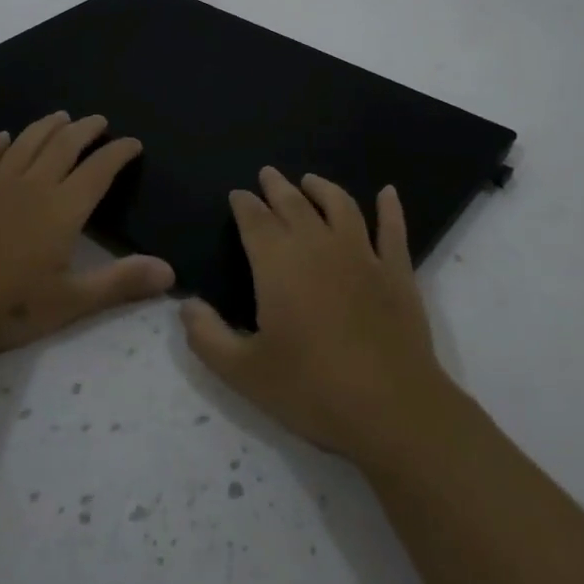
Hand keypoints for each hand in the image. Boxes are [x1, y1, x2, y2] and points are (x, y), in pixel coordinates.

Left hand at [0, 111, 173, 352]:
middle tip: (99, 120)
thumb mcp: (70, 302)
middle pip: (63, 145)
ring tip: (61, 116)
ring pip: (27, 143)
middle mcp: (32, 186)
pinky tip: (3, 137)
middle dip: (85, 129)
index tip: (133, 142)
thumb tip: (170, 272)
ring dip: (47, 127)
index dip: (118, 153)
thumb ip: (120, 283)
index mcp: (62, 209)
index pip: (98, 170)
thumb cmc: (7, 306)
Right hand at [181, 167, 453, 463]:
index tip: (237, 194)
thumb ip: (207, 336)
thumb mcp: (243, 372)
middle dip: (277, 187)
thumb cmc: (311, 389)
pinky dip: (390, 208)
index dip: (244, 204)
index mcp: (278, 264)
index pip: (255, 220)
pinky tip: (388, 193)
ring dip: (323, 188)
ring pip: (340, 205)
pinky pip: (392, 229)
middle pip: (294, 204)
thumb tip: (186, 304)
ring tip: (310, 180)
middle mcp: (318, 246)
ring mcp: (362, 255)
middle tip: (267, 174)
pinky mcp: (397, 272)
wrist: (392, 409)